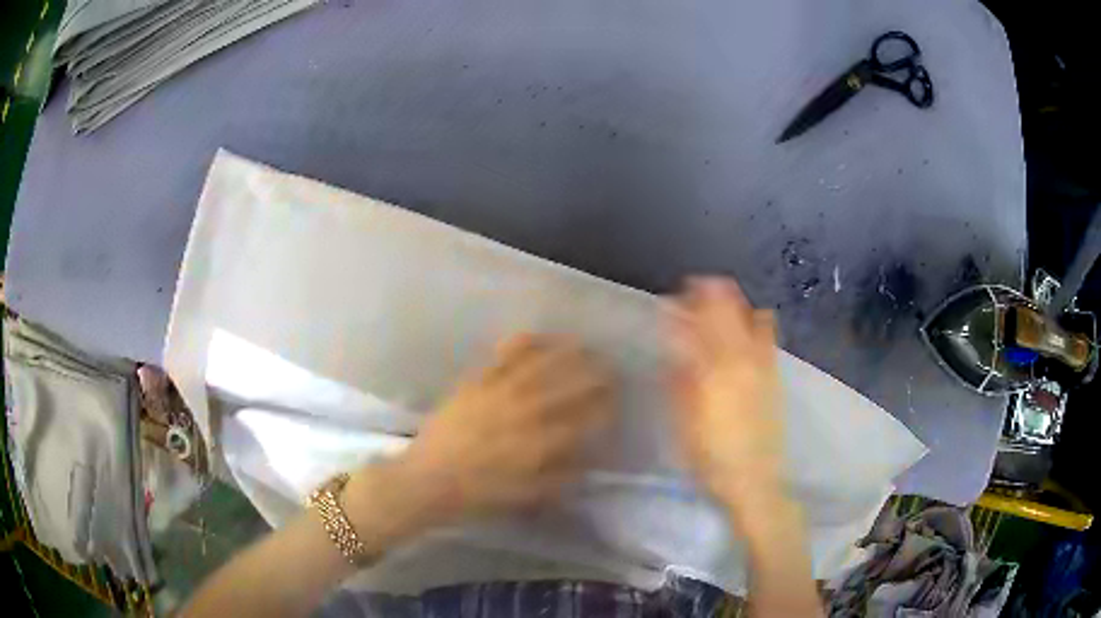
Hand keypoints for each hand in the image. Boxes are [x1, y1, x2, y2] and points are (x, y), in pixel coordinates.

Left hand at [357, 334, 614, 528]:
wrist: (429, 479)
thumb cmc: (480, 494)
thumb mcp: (528, 496)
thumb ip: (563, 476)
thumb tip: (589, 457)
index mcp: (542, 443)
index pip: (586, 419)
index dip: (606, 408)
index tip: (615, 403)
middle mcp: (527, 412)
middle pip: (571, 385)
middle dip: (596, 375)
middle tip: (610, 369)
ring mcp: (501, 391)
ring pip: (542, 364)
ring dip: (567, 353)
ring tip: (583, 345)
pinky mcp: (478, 381)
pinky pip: (505, 355)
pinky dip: (525, 343)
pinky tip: (538, 337)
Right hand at [668, 277, 786, 521]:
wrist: (752, 478)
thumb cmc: (708, 454)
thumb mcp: (683, 420)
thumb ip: (679, 377)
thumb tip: (675, 344)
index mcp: (714, 368)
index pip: (700, 320)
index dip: (686, 301)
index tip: (673, 296)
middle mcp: (741, 357)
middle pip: (727, 309)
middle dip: (710, 292)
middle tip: (694, 290)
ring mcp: (763, 364)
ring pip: (751, 316)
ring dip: (734, 303)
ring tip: (721, 303)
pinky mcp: (775, 374)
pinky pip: (769, 336)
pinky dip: (757, 321)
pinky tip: (748, 326)